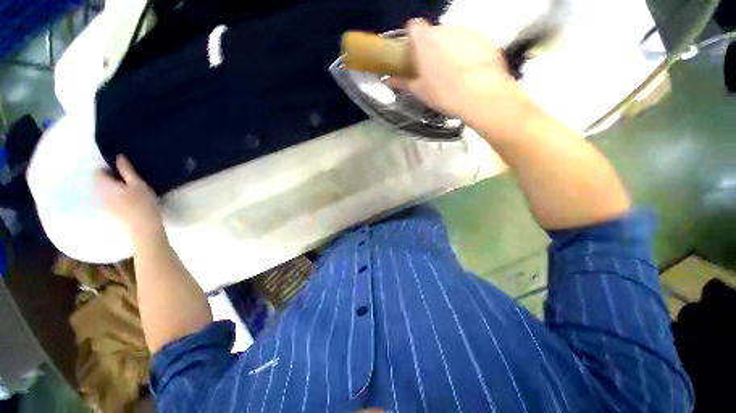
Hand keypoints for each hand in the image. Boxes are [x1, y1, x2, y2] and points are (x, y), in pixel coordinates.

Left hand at [95, 155, 163, 245]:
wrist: (144, 230)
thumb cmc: (142, 205)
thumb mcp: (138, 184)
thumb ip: (127, 170)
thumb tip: (118, 156)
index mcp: (104, 186)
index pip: (98, 172)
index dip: (110, 169)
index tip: (125, 172)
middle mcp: (99, 195)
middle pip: (102, 183)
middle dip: (114, 180)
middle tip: (132, 182)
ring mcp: (104, 207)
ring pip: (107, 193)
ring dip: (117, 190)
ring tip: (134, 193)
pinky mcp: (111, 216)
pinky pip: (111, 202)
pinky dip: (119, 200)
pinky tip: (133, 204)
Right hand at [389, 19, 538, 138]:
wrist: (480, 95)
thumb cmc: (443, 94)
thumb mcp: (420, 91)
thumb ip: (404, 82)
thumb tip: (389, 79)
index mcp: (425, 41)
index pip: (414, 27)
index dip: (412, 37)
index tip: (414, 52)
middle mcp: (444, 29)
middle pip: (434, 32)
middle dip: (432, 46)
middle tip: (434, 68)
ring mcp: (465, 31)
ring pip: (452, 36)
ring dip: (449, 48)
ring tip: (454, 71)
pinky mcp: (482, 37)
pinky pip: (469, 40)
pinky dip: (466, 50)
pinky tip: (469, 69)